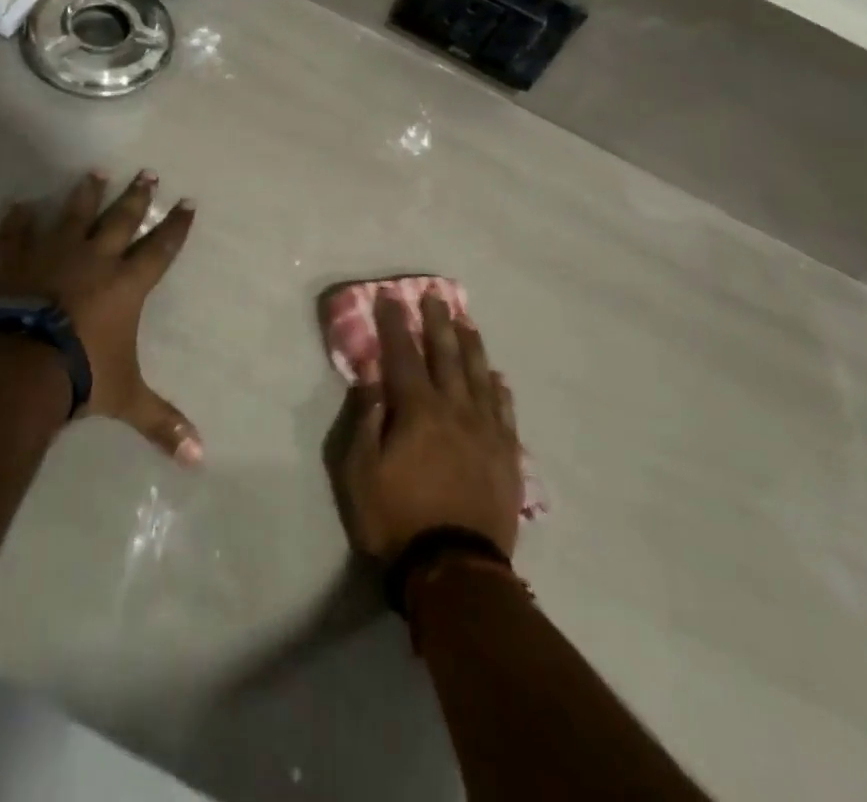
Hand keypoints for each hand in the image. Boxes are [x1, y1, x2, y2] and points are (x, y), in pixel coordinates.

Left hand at [0, 170, 201, 464]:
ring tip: (95, 171)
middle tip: (148, 171)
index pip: (160, 248)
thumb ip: (161, 423)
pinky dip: (17, 221)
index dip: (176, 226)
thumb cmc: (81, 375)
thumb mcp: (126, 398)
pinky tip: (17, 204)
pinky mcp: (16, 262)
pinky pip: (16, 234)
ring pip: (74, 214)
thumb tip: (200, 459)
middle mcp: (95, 260)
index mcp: (126, 284)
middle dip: (137, 196)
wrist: (19, 368)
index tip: (187, 201)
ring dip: (86, 193)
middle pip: (122, 219)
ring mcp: (53, 255)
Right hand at [334, 290, 523, 563]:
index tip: (390, 296)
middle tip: (435, 295)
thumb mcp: (360, 473)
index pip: (402, 354)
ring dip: (470, 345)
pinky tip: (496, 376)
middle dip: (437, 322)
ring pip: (478, 375)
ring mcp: (485, 431)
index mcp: (417, 410)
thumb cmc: (396, 520)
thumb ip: (366, 420)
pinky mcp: (506, 455)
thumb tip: (372, 378)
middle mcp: (455, 409)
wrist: (454, 570)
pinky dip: (498, 389)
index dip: (394, 323)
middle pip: (445, 354)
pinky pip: (504, 411)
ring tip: (466, 321)